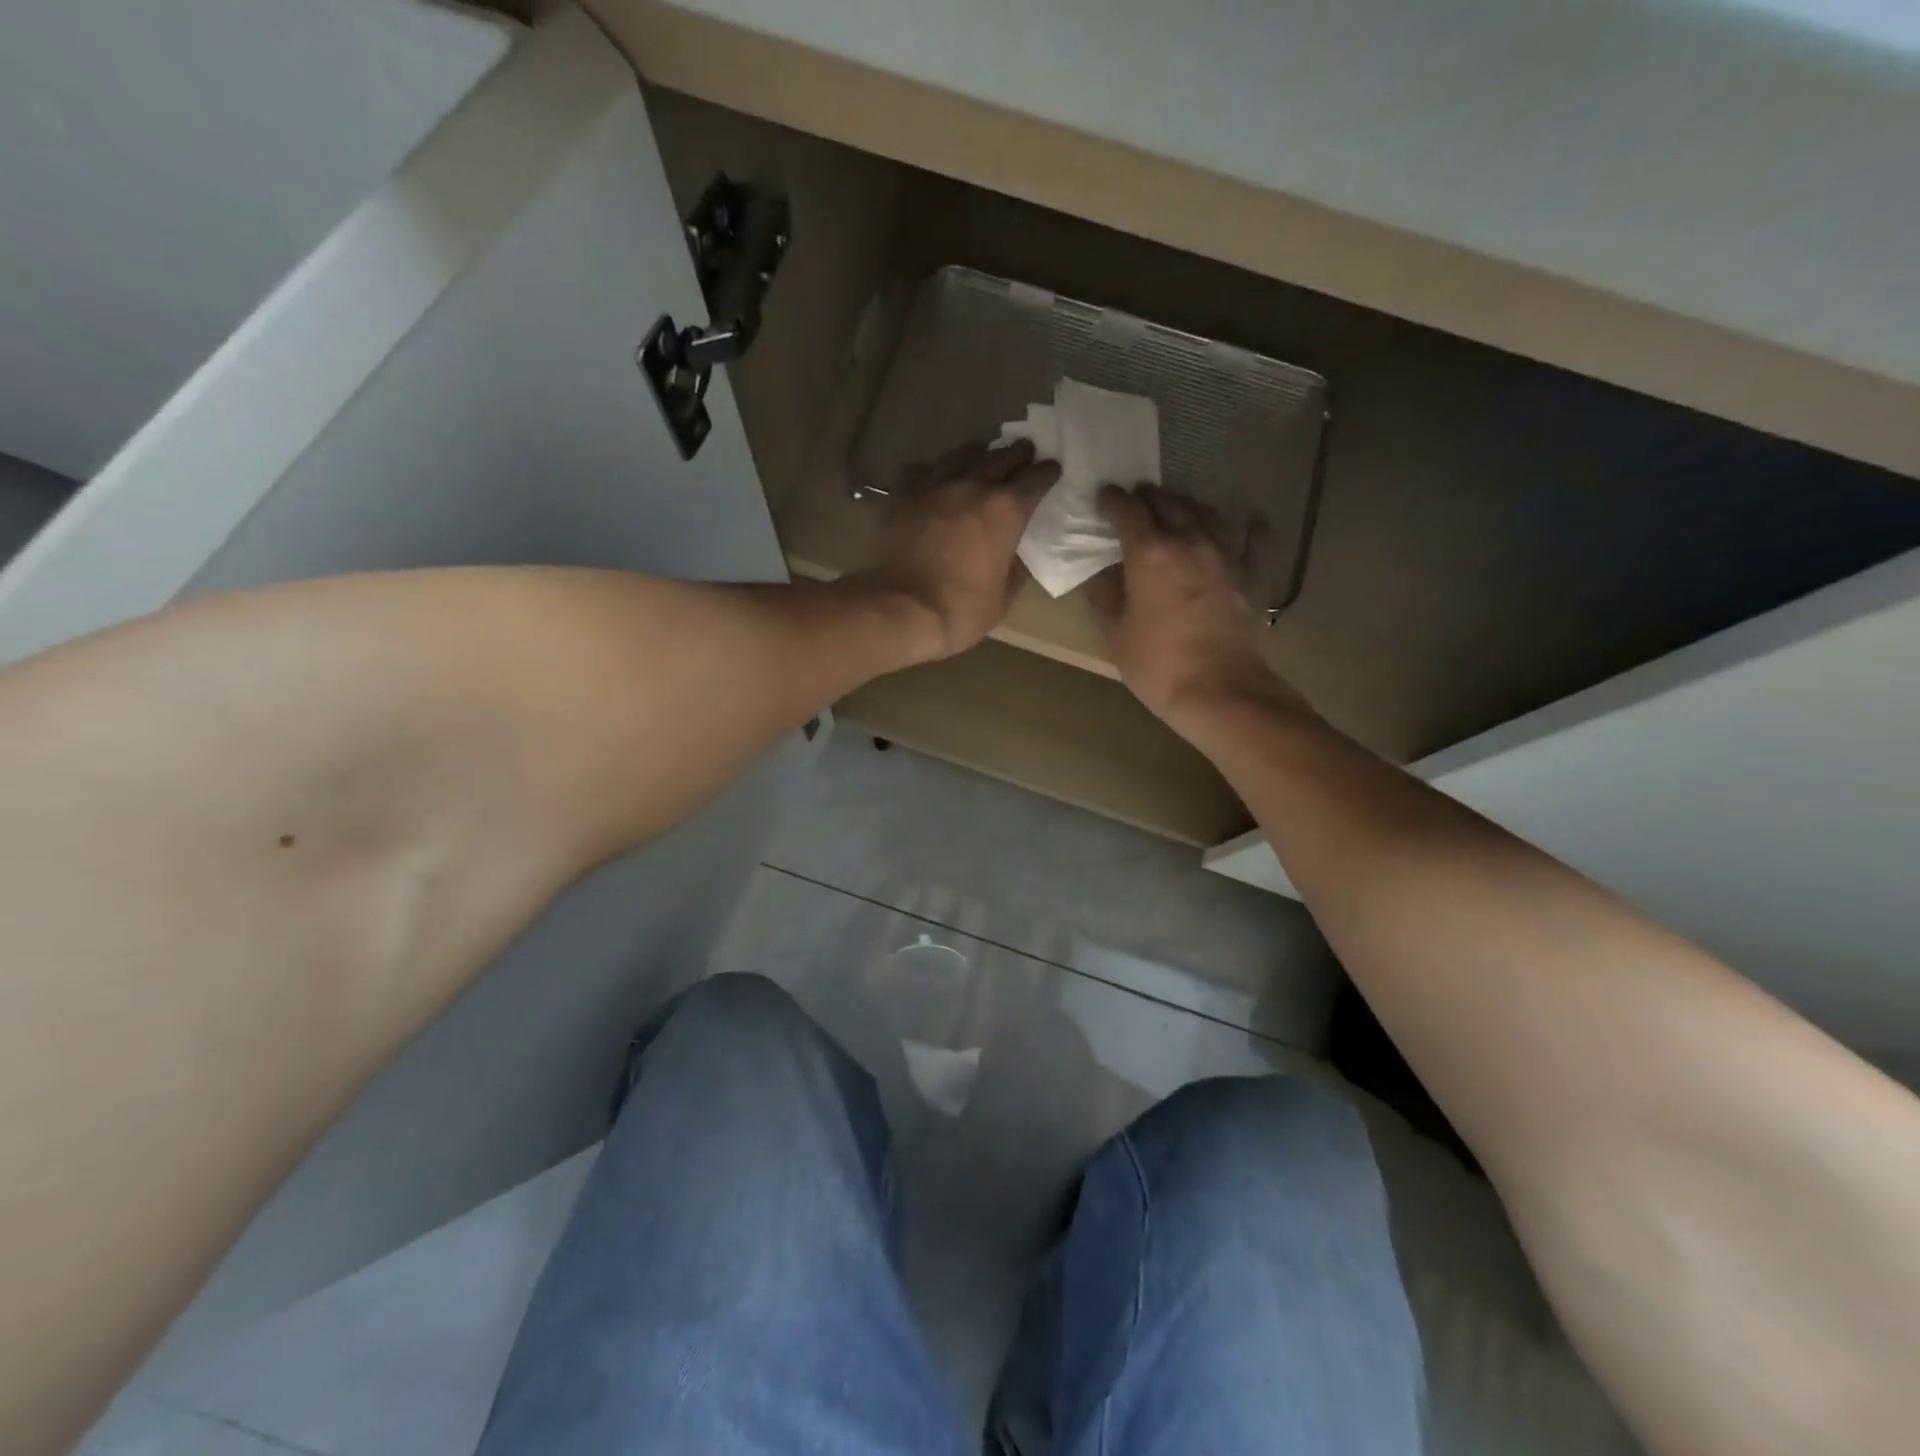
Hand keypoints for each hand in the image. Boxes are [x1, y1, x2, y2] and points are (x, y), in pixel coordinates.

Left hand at [852, 440, 1059, 661]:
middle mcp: (972, 487)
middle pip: (1001, 458)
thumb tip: (1012, 555)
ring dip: (977, 455)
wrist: (901, 609)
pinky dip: (933, 471)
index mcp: (1005, 511)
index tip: (1052, 469)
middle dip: (1017, 455)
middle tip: (1024, 452)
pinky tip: (933, 478)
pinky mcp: (903, 495)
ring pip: (961, 455)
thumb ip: (1013, 569)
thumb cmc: (960, 610)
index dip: (1047, 473)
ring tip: (982, 457)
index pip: (1035, 479)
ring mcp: (934, 487)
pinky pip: (921, 471)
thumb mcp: (1003, 598)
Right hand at [1090, 485, 1304, 730]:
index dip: (1112, 500)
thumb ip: (1105, 596)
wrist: (1220, 690)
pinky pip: (1253, 537)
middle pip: (1167, 503)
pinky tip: (1248, 518)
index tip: (1103, 497)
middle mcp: (1189, 540)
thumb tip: (1101, 574)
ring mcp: (1225, 553)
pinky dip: (1248, 524)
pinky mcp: (1251, 573)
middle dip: (1147, 497)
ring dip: (1187, 505)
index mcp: (1149, 552)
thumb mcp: (1115, 633)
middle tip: (1135, 501)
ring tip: (1177, 508)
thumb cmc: (1157, 664)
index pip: (1127, 510)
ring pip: (1206, 512)